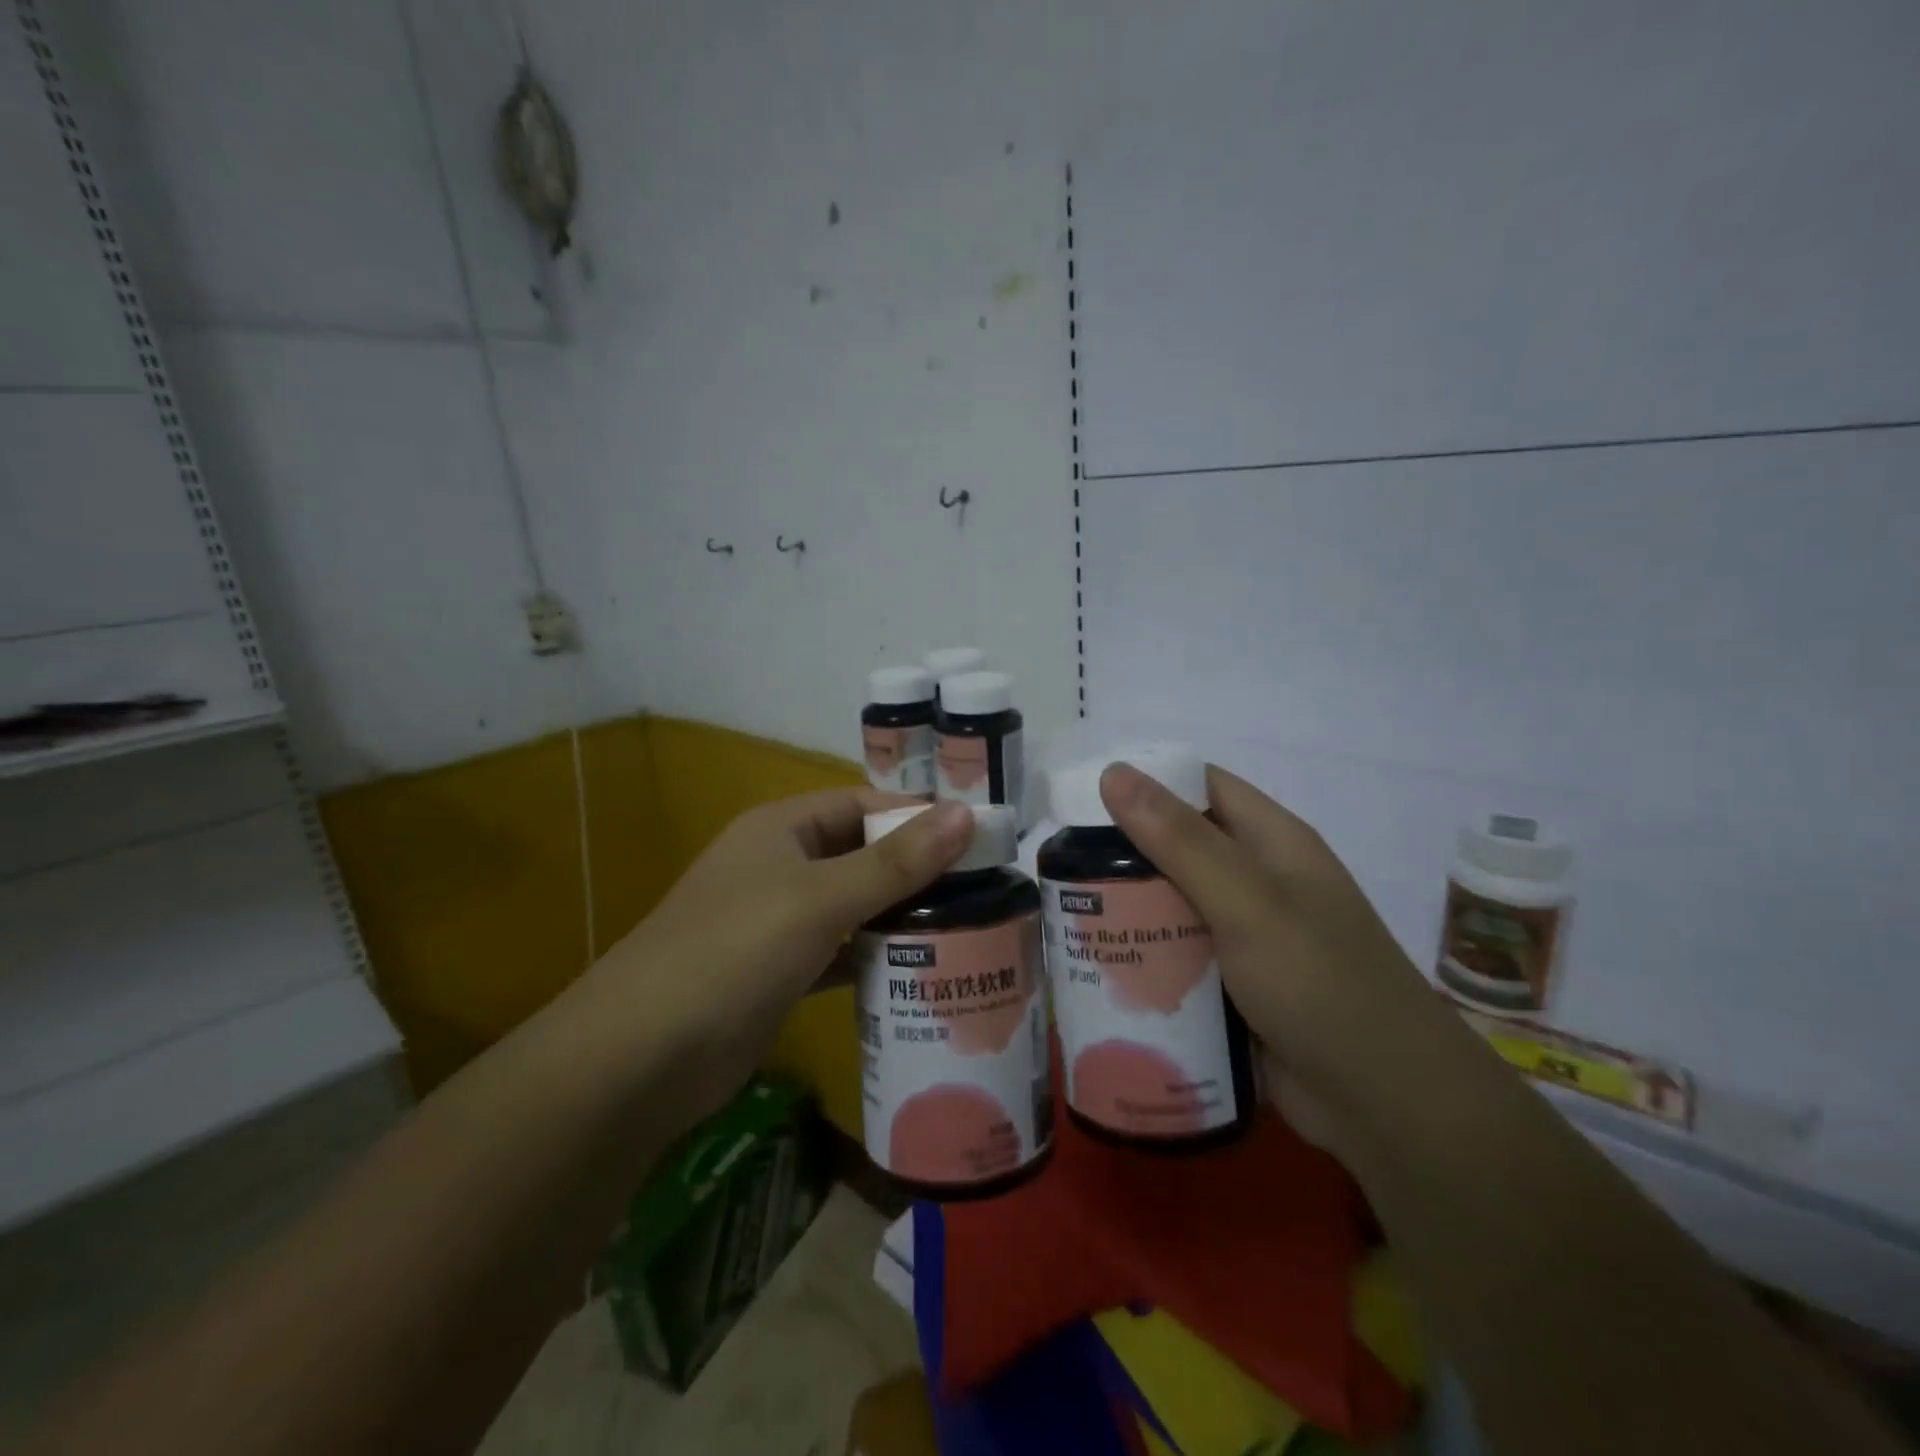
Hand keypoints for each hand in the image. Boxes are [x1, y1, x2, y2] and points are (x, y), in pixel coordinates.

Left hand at [581, 789, 974, 1119]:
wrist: (639, 1060)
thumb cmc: (733, 953)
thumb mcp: (819, 899)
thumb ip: (895, 861)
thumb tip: (967, 813)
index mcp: (783, 829)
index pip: (864, 804)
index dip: (919, 816)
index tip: (981, 839)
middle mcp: (780, 866)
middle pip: (862, 854)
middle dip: (917, 870)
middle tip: (985, 890)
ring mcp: (777, 923)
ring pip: (854, 906)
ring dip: (901, 916)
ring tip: (967, 929)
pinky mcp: (780, 974)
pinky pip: (840, 953)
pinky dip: (875, 959)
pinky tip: (920, 972)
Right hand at [1099, 761, 1482, 1162]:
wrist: (1388, 1106)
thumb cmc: (1321, 984)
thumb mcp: (1247, 903)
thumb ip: (1180, 840)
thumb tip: (1114, 772)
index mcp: (1272, 842)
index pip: (1200, 787)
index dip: (1145, 783)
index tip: (1081, 798)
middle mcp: (1258, 881)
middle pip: (1178, 848)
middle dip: (1122, 854)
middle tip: (1058, 867)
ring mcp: (1246, 936)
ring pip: (1172, 906)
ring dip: (1128, 909)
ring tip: (1063, 915)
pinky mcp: (1233, 986)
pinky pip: (1178, 957)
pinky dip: (1144, 957)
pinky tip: (1098, 967)